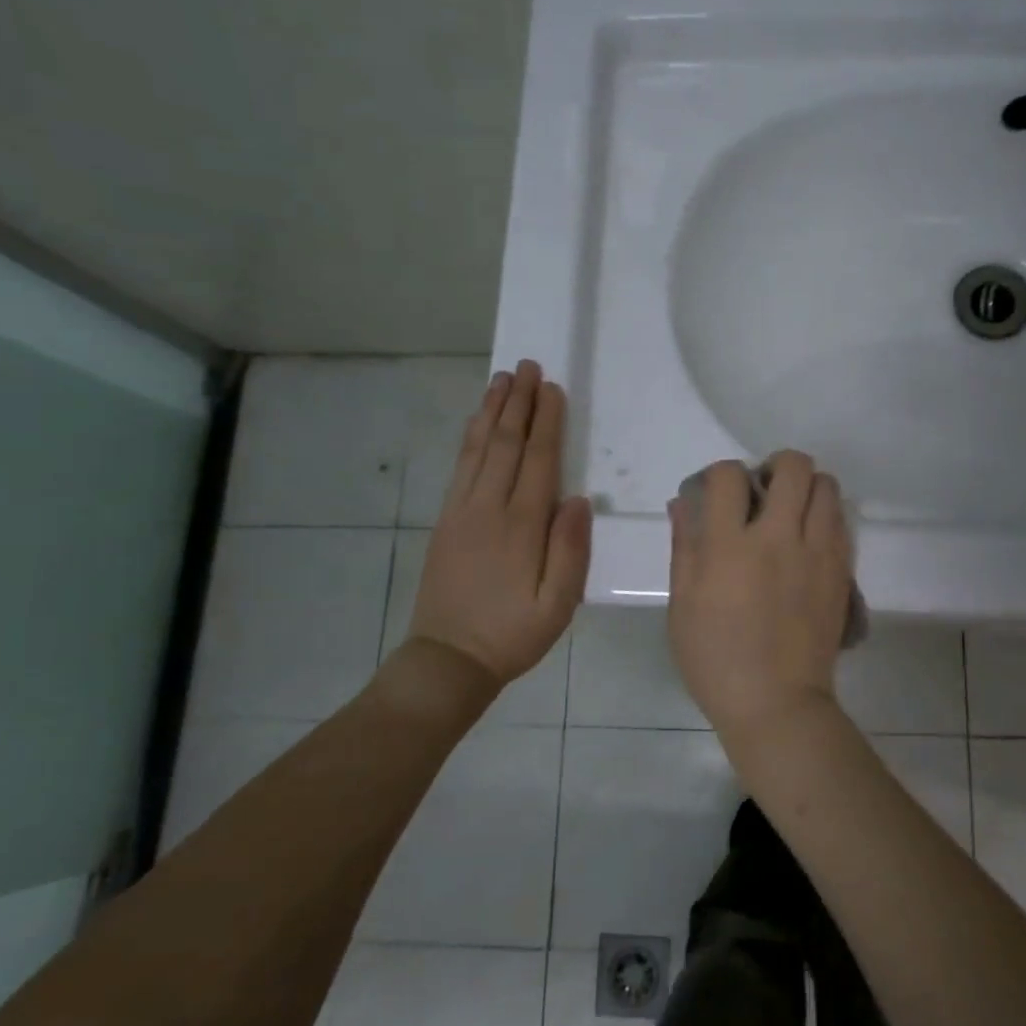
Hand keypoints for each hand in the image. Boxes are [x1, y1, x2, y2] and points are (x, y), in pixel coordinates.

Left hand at [405, 360, 591, 694]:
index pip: (538, 461)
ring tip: (502, 379)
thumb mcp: (557, 604)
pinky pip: (460, 467)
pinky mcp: (445, 520)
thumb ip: (570, 551)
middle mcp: (488, 508)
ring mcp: (461, 511)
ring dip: (492, 410)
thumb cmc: (513, 634)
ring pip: (479, 448)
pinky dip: (470, 437)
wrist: (449, 659)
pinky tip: (477, 422)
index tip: (553, 388)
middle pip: (506, 444)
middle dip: (519, 403)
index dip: (546, 422)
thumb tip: (580, 499)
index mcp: (522, 526)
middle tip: (528, 366)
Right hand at [667, 451, 851, 735]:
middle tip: (764, 491)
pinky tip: (808, 540)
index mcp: (730, 547)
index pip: (729, 475)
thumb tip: (684, 502)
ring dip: (806, 488)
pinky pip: (841, 521)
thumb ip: (685, 546)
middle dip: (775, 466)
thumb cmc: (716, 659)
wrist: (776, 703)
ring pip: (827, 486)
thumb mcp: (682, 604)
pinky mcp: (841, 571)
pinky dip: (825, 516)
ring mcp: (817, 553)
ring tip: (791, 513)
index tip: (719, 492)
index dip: (721, 473)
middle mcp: (779, 538)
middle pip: (794, 466)